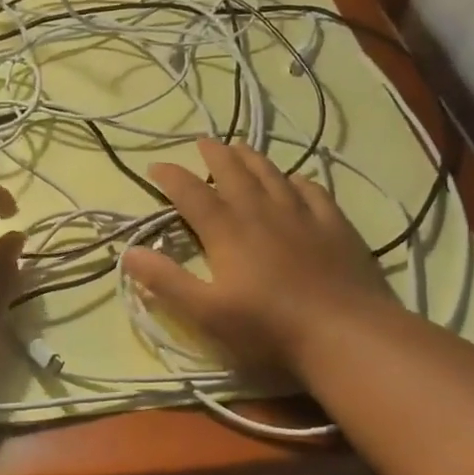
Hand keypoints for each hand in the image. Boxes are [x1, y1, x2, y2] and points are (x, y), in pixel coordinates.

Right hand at [122, 138, 395, 384]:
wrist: (345, 333)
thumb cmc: (268, 327)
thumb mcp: (206, 312)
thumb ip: (167, 281)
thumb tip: (128, 252)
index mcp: (227, 231)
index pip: (191, 193)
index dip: (171, 177)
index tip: (155, 166)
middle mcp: (261, 212)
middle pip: (233, 173)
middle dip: (214, 155)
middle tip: (202, 141)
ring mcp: (302, 215)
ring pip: (272, 175)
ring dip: (252, 158)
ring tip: (240, 146)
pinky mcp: (334, 226)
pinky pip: (312, 191)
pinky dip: (297, 180)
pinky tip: (295, 179)